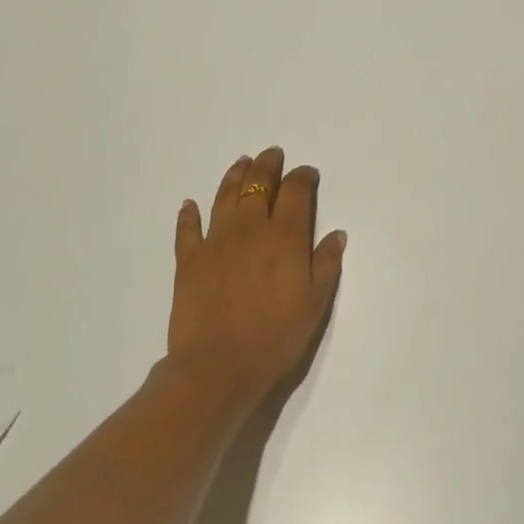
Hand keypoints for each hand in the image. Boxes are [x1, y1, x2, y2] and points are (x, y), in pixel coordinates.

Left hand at [166, 147, 346, 409]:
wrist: (217, 369)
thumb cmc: (275, 337)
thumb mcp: (316, 303)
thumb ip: (327, 264)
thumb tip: (336, 233)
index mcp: (285, 237)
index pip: (296, 192)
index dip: (303, 177)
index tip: (308, 174)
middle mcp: (250, 228)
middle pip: (259, 184)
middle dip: (268, 166)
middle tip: (272, 155)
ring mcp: (216, 242)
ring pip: (225, 196)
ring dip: (235, 176)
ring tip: (242, 163)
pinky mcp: (188, 260)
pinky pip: (187, 229)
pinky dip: (188, 214)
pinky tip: (189, 205)